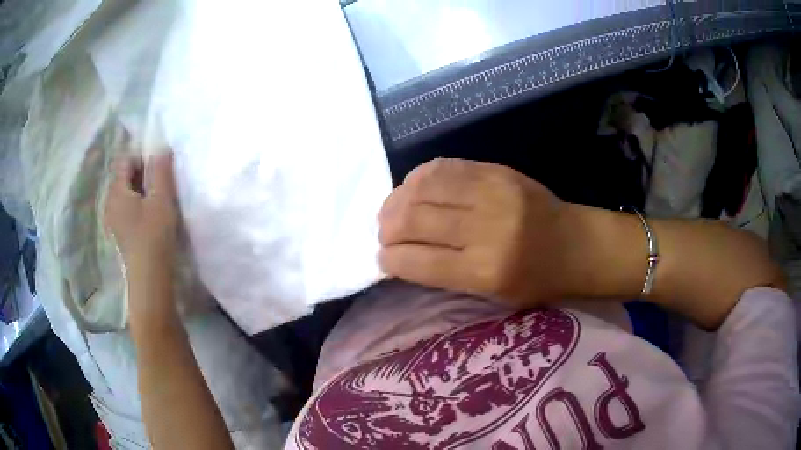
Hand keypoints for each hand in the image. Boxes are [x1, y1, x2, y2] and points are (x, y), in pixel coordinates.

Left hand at [105, 152, 178, 329]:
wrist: (149, 281)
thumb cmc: (154, 237)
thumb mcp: (161, 199)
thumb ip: (160, 170)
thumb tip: (161, 148)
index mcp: (116, 192)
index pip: (125, 160)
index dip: (143, 157)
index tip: (159, 169)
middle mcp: (110, 203)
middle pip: (125, 177)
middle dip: (143, 174)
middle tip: (162, 185)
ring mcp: (113, 220)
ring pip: (127, 194)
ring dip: (142, 191)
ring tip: (159, 202)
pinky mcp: (120, 234)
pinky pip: (128, 209)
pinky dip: (139, 206)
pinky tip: (151, 219)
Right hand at [379, 158, 570, 308]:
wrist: (576, 244)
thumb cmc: (536, 280)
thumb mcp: (492, 295)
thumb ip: (446, 274)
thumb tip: (401, 255)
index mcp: (486, 271)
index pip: (419, 262)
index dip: (390, 260)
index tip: (382, 259)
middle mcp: (487, 229)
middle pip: (416, 220)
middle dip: (388, 228)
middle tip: (384, 234)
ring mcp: (493, 193)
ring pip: (424, 187)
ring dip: (397, 200)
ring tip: (393, 210)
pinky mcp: (497, 170)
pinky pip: (444, 166)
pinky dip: (419, 177)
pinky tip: (414, 188)